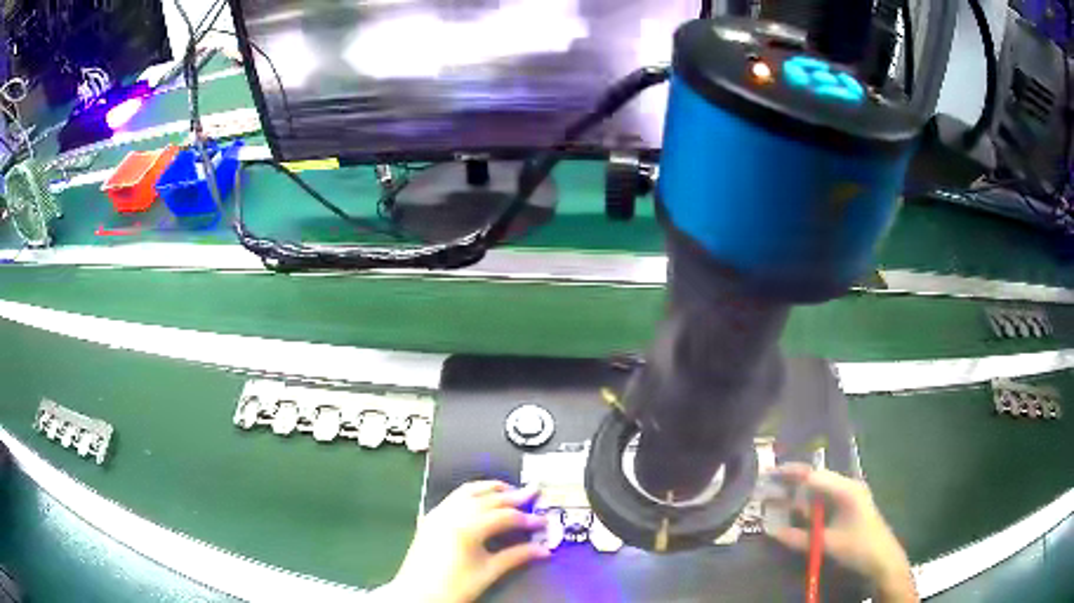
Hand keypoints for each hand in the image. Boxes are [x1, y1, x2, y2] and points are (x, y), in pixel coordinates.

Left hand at [380, 481, 549, 602]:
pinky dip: (473, 493)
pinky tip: (482, 499)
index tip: (545, 522)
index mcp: (468, 527)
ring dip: (491, 489)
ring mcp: (439, 512)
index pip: (505, 516)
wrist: (416, 594)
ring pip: (469, 491)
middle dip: (514, 496)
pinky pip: (455, 497)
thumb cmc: (455, 587)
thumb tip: (544, 550)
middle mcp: (453, 513)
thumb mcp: (489, 573)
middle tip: (534, 493)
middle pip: (488, 499)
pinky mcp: (431, 517)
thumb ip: (517, 556)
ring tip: (510, 490)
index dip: (527, 519)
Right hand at [766, 464, 917, 602]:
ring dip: (798, 497)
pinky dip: (808, 507)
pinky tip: (796, 514)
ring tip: (775, 501)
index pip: (814, 475)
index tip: (769, 474)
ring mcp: (849, 496)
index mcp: (846, 489)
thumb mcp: (828, 544)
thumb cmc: (858, 547)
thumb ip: (799, 537)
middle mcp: (847, 487)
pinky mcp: (848, 507)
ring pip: (818, 491)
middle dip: (792, 483)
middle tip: (767, 487)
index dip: (791, 474)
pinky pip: (824, 502)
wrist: (883, 559)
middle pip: (815, 479)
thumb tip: (771, 530)